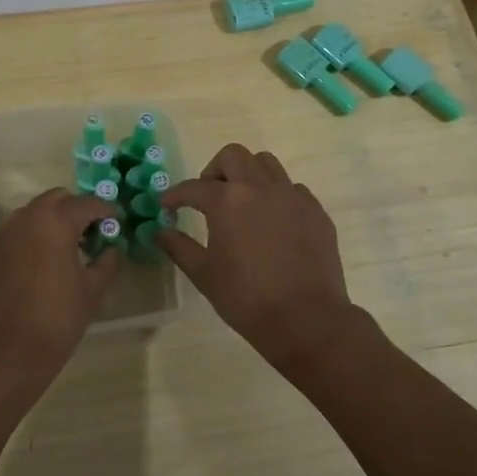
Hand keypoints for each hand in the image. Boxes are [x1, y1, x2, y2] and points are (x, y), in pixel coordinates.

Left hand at [0, 188, 117, 397]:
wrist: (2, 354)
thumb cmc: (56, 320)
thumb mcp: (92, 292)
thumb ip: (106, 263)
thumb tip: (111, 249)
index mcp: (55, 222)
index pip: (86, 203)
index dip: (105, 211)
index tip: (115, 222)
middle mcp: (26, 220)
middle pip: (55, 199)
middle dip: (75, 209)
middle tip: (90, 233)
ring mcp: (3, 237)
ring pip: (32, 214)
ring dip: (51, 222)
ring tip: (66, 249)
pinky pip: (15, 236)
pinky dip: (31, 240)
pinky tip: (40, 268)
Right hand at [159, 144, 364, 373]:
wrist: (306, 319)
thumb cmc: (247, 298)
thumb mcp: (204, 275)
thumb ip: (179, 247)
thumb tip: (161, 231)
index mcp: (228, 201)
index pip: (194, 187)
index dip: (175, 195)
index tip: (167, 204)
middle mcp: (260, 188)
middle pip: (233, 156)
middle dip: (214, 170)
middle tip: (208, 196)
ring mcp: (292, 196)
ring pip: (266, 164)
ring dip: (248, 174)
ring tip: (242, 201)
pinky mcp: (315, 211)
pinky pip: (292, 188)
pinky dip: (276, 195)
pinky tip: (272, 221)